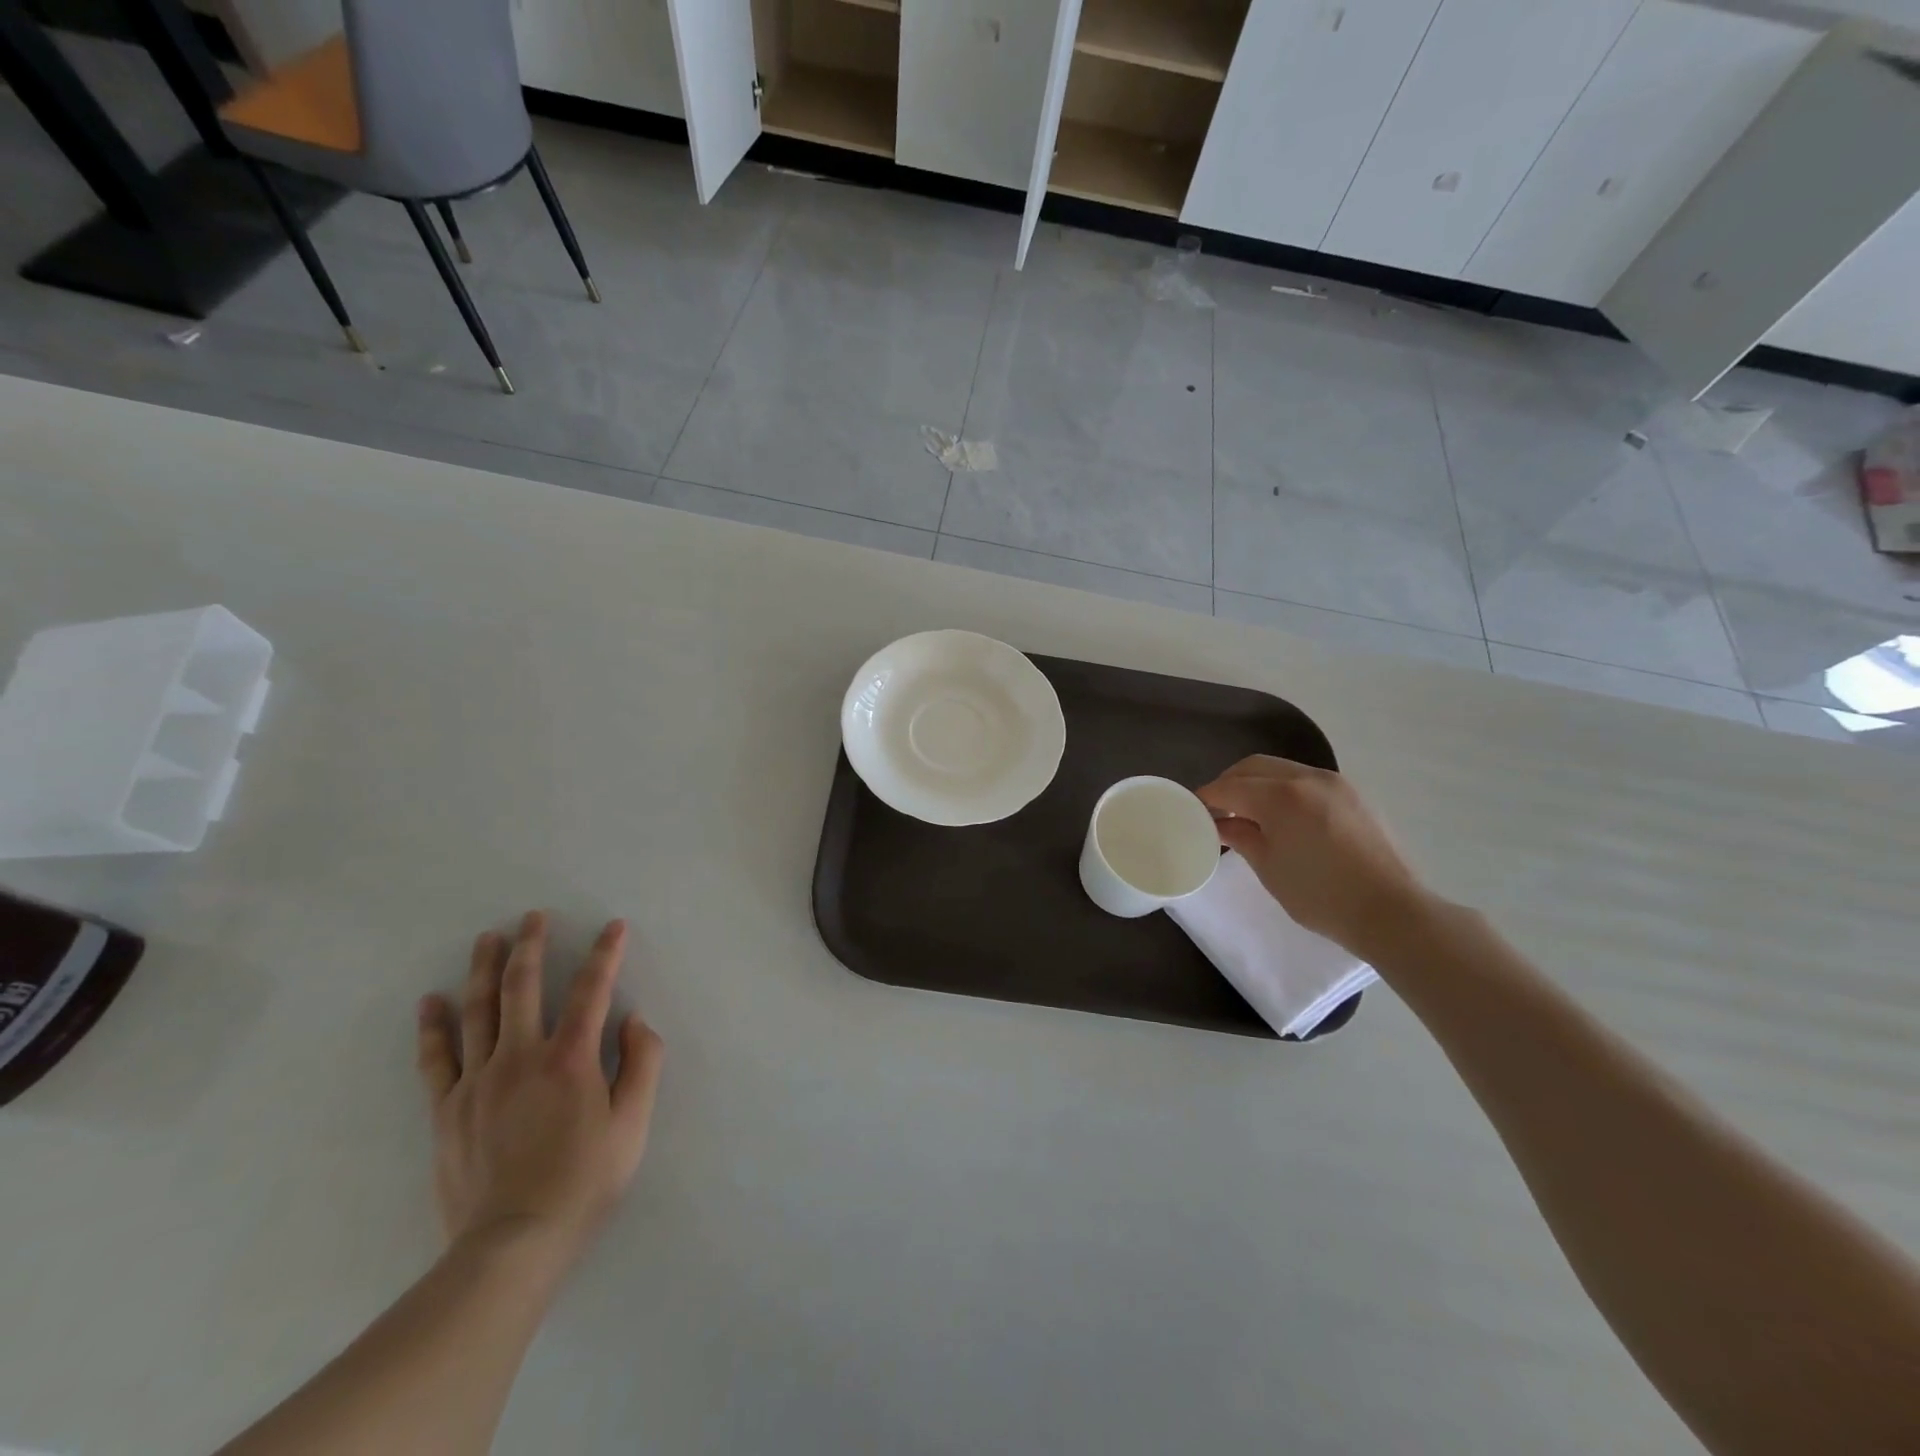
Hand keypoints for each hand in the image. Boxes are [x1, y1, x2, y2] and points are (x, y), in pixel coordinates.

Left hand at [416, 912, 664, 1266]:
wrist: (511, 1245)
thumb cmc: (584, 1181)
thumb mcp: (633, 1125)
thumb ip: (641, 1064)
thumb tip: (633, 1020)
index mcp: (570, 1059)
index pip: (592, 990)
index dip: (605, 954)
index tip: (614, 926)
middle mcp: (520, 1057)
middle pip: (523, 987)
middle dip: (531, 946)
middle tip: (533, 916)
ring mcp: (478, 1081)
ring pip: (478, 1011)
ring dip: (485, 969)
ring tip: (488, 938)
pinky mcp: (447, 1109)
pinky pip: (437, 1058)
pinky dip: (434, 1026)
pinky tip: (432, 1001)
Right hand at [1196, 756, 1428, 956]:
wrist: (1391, 911)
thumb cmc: (1321, 896)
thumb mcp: (1269, 868)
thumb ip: (1241, 837)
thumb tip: (1221, 823)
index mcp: (1280, 796)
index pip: (1229, 787)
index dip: (1206, 798)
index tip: (1193, 811)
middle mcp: (1306, 778)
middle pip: (1254, 767)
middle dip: (1230, 783)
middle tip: (1217, 809)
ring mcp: (1334, 783)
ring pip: (1281, 768)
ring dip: (1257, 783)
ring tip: (1249, 813)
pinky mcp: (1352, 794)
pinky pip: (1305, 779)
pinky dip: (1284, 788)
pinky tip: (1282, 816)